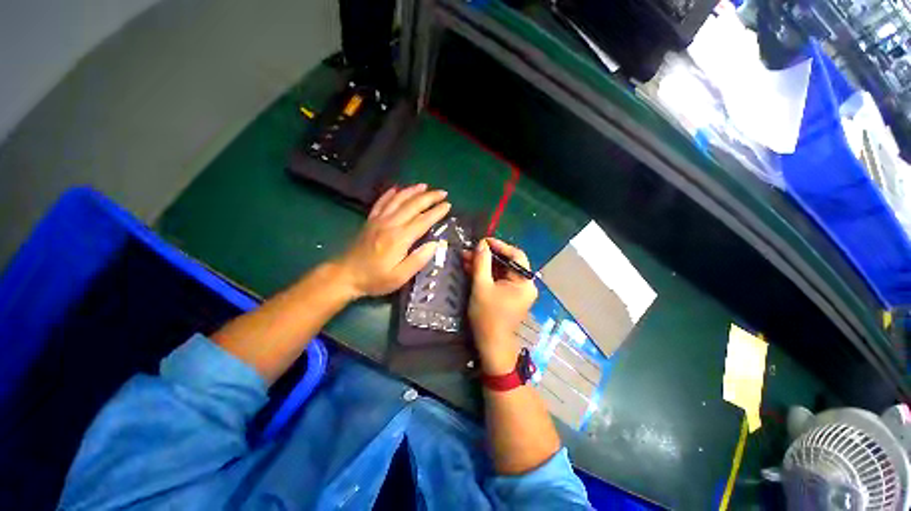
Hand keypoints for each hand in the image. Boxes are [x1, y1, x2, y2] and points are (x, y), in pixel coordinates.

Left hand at [335, 184, 450, 297]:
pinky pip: (381, 202)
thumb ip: (418, 260)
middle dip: (429, 197)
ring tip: (425, 186)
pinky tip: (397, 188)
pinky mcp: (370, 220)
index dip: (437, 212)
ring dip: (412, 191)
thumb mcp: (399, 277)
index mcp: (399, 238)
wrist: (345, 275)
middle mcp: (390, 224)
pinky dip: (390, 193)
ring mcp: (378, 220)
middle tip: (443, 193)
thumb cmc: (375, 279)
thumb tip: (435, 244)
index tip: (448, 205)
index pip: (423, 220)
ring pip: (398, 199)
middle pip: (412, 205)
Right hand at [465, 238, 537, 374]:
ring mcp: (517, 291)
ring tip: (465, 258)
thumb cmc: (487, 316)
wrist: (491, 345)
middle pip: (507, 262)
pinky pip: (498, 279)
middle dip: (487, 256)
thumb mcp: (482, 286)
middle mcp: (524, 284)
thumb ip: (482, 263)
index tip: (482, 241)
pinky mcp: (509, 295)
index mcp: (524, 282)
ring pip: (501, 270)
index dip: (499, 246)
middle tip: (469, 251)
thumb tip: (481, 244)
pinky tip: (471, 268)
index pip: (515, 255)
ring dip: (484, 264)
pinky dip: (486, 274)